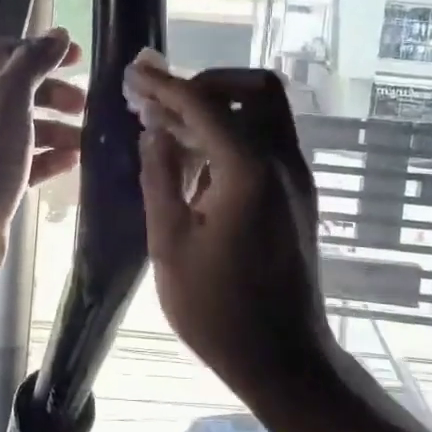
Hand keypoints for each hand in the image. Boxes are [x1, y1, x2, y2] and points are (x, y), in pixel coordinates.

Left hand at [0, 29, 83, 280]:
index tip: (80, 57)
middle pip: (16, 92)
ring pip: (23, 129)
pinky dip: (48, 158)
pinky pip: (25, 163)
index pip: (5, 54)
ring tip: (85, 139)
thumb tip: (56, 34)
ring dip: (56, 128)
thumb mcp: (8, 99)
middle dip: (53, 93)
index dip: (42, 50)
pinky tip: (72, 162)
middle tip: (85, 104)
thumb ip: (33, 63)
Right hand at [127, 61, 338, 398]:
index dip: (165, 86)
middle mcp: (283, 162)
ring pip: (265, 113)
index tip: (134, 73)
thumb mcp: (170, 244)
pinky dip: (233, 133)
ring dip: (218, 108)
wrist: (283, 358)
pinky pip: (267, 141)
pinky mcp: (298, 195)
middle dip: (205, 85)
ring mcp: (297, 178)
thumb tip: (154, 131)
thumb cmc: (218, 310)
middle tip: (160, 101)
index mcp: (249, 171)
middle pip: (254, 89)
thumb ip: (160, 178)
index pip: (204, 105)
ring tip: (168, 126)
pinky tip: (195, 160)